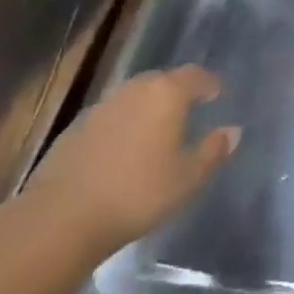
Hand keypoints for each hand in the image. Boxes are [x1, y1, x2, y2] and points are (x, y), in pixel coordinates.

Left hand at [24, 67, 238, 260]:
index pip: (194, 75)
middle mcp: (133, 90)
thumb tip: (232, 131)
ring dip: (147, 107)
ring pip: (133, 97)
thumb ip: (213, 151)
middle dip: (177, 91)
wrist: (61, 218)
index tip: (217, 94)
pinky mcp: (74, 129)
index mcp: (166, 94)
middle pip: (161, 80)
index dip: (208, 83)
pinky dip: (123, 124)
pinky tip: (124, 150)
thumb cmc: (138, 193)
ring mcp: (100, 107)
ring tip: (157, 131)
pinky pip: (110, 117)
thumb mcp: (188, 178)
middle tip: (189, 110)